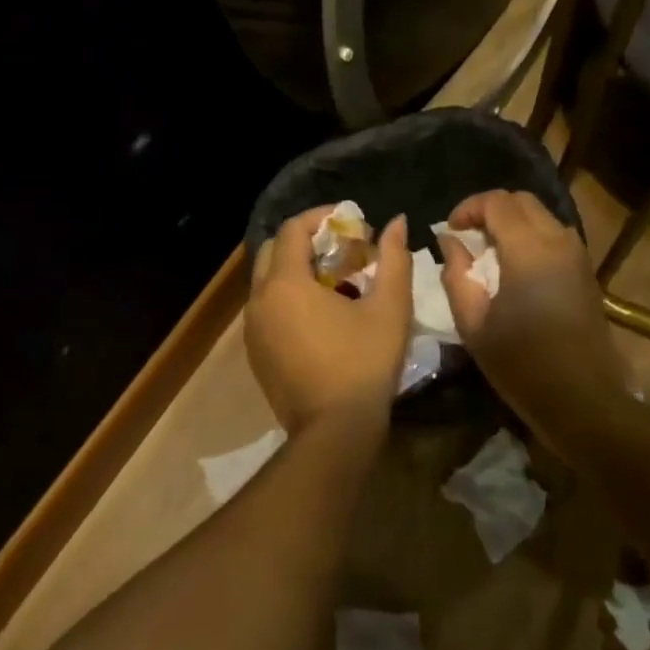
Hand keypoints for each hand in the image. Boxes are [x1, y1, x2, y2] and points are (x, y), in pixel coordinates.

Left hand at [245, 206, 412, 439]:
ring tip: (337, 282)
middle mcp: (259, 301)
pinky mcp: (255, 355)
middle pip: (273, 251)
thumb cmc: (364, 363)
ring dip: (297, 271)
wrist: (334, 432)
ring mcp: (252, 330)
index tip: (351, 221)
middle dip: (306, 242)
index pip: (292, 229)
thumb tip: (397, 223)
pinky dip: (289, 299)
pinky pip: (267, 310)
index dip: (321, 217)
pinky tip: (322, 317)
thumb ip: (394, 258)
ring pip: (268, 283)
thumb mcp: (389, 307)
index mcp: (285, 283)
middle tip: (343, 250)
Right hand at [436, 190, 626, 414]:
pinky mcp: (586, 271)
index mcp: (529, 248)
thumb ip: (456, 274)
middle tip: (467, 237)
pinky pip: (554, 236)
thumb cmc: (522, 364)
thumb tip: (450, 242)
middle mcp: (558, 240)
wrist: (583, 399)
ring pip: (541, 216)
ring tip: (488, 253)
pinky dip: (530, 237)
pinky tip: (514, 269)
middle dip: (490, 210)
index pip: (496, 202)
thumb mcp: (473, 324)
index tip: (450, 230)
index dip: (468, 208)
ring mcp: (577, 254)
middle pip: (522, 201)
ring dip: (512, 223)